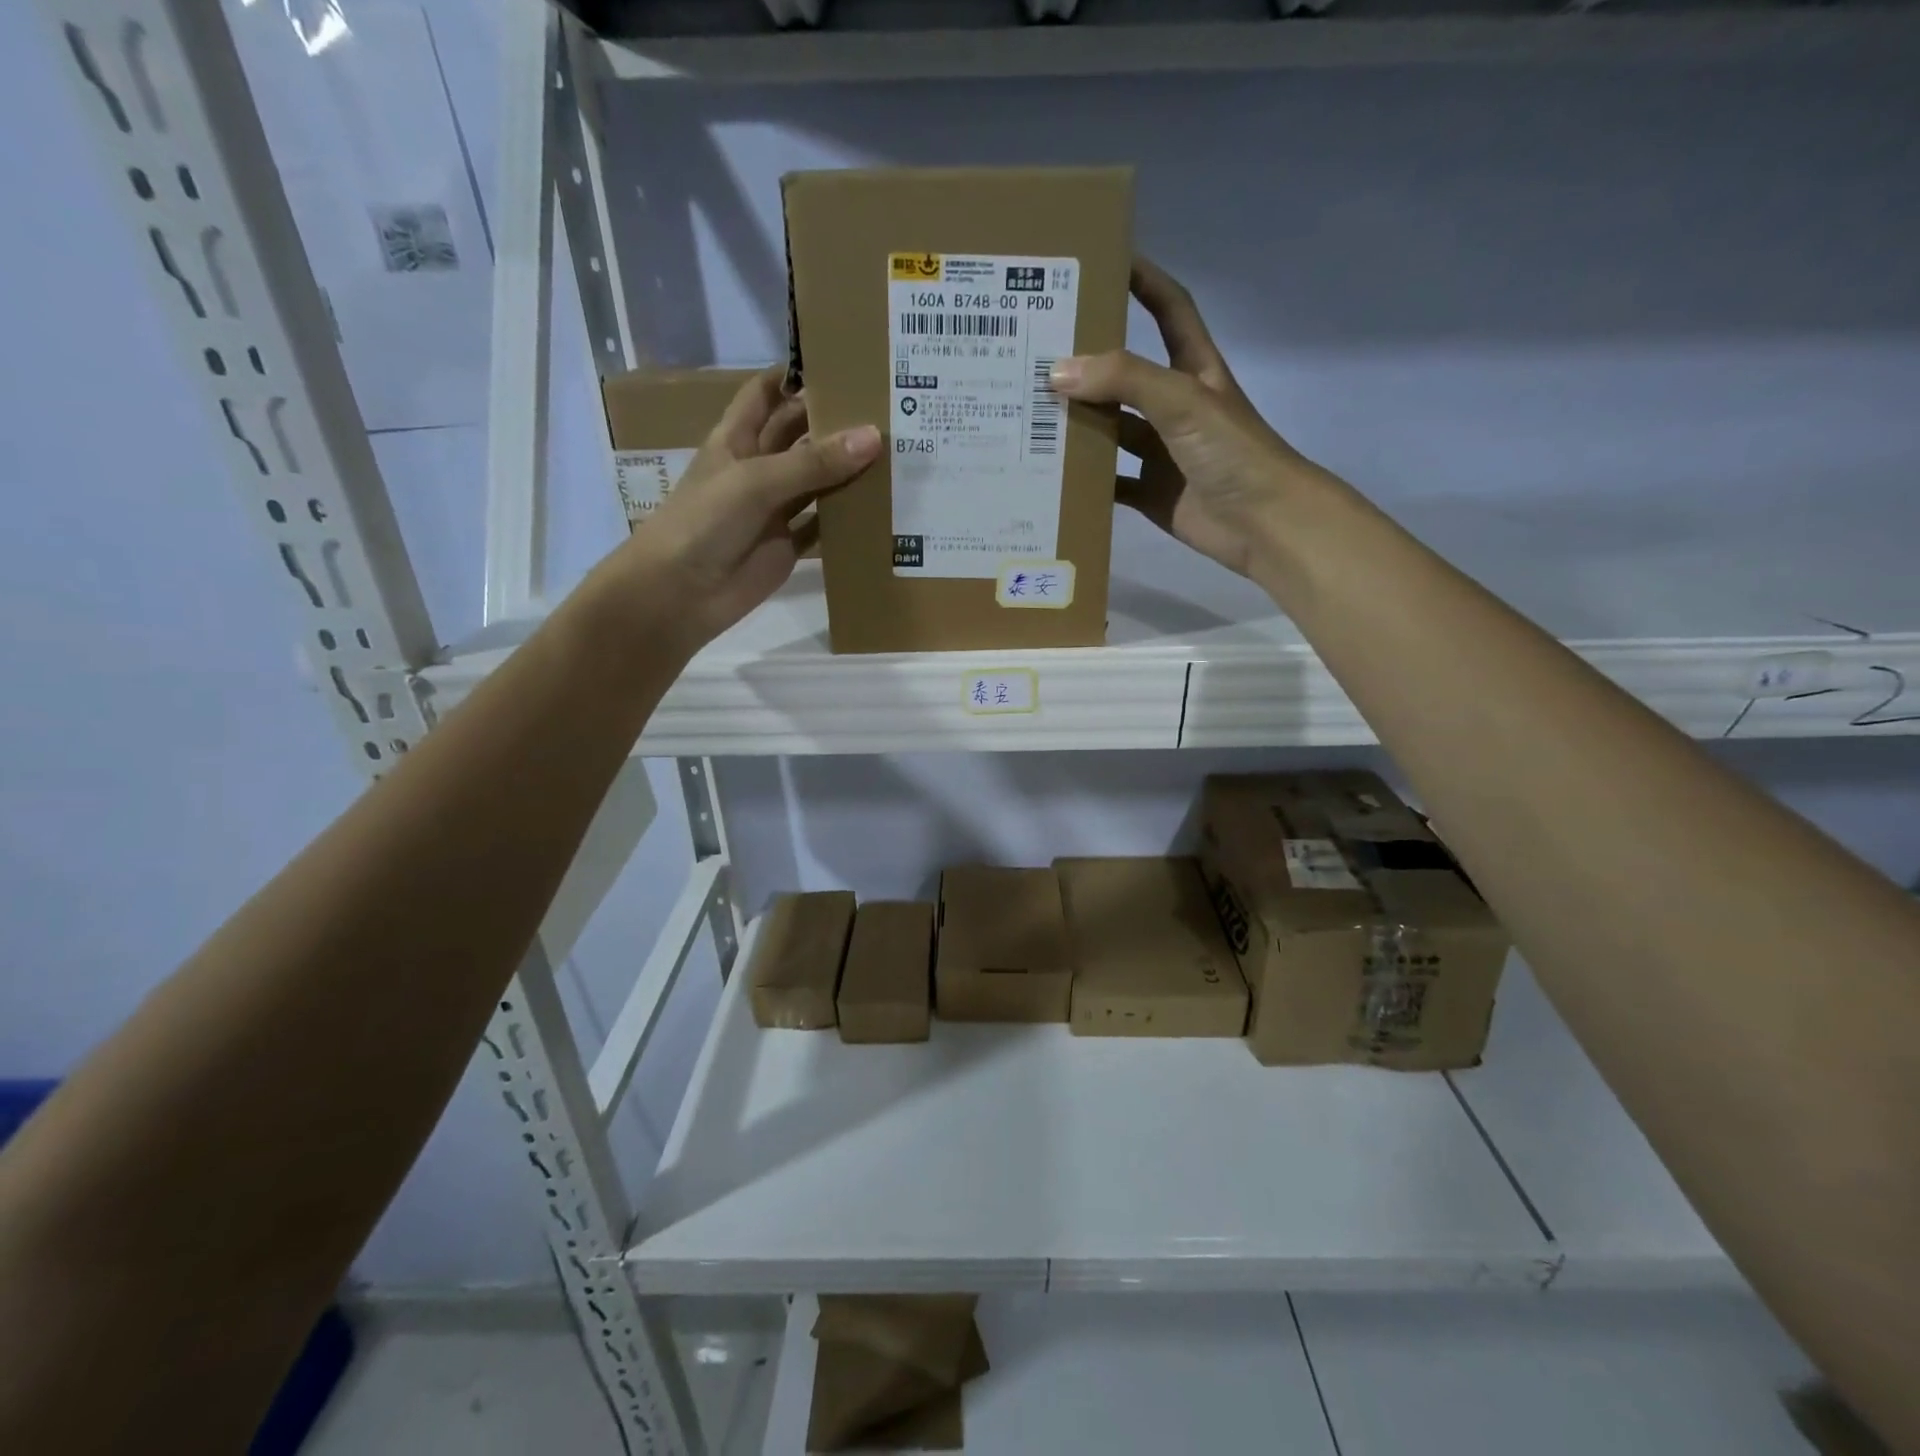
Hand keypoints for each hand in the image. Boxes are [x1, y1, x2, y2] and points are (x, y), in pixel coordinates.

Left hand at [620, 367, 879, 652]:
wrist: (680, 593)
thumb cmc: (705, 522)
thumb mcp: (756, 481)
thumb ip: (814, 462)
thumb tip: (873, 436)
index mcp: (737, 439)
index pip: (767, 393)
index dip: (796, 376)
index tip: (842, 362)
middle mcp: (758, 468)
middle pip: (800, 436)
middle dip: (834, 422)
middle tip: (887, 407)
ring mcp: (775, 509)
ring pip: (818, 481)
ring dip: (848, 471)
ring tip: (897, 451)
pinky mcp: (790, 546)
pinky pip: (824, 526)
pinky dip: (848, 519)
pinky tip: (882, 508)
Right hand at [1049, 258, 1317, 578]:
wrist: (1263, 523)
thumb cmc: (1232, 451)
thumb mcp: (1182, 401)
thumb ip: (1125, 380)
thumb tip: (1058, 371)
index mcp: (1193, 370)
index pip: (1169, 310)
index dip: (1143, 281)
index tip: (1103, 261)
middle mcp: (1174, 406)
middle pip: (1125, 374)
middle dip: (1087, 362)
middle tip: (1037, 351)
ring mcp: (1161, 452)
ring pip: (1111, 430)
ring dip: (1078, 424)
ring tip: (1028, 413)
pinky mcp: (1150, 492)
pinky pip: (1109, 482)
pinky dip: (1084, 480)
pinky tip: (1049, 472)